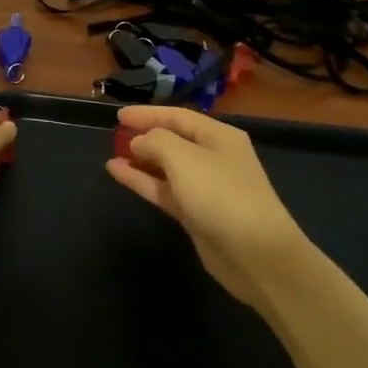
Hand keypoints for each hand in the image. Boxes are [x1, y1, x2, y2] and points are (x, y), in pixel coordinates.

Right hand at [105, 106, 311, 311]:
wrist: (255, 253)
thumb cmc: (221, 195)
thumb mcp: (184, 158)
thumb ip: (156, 141)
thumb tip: (138, 141)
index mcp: (218, 136)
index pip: (178, 116)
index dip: (148, 114)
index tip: (118, 116)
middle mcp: (213, 157)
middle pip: (174, 140)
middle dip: (145, 136)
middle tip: (114, 135)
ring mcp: (205, 187)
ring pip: (167, 167)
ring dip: (141, 160)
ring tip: (111, 155)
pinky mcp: (196, 213)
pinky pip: (164, 190)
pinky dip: (142, 181)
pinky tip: (119, 173)